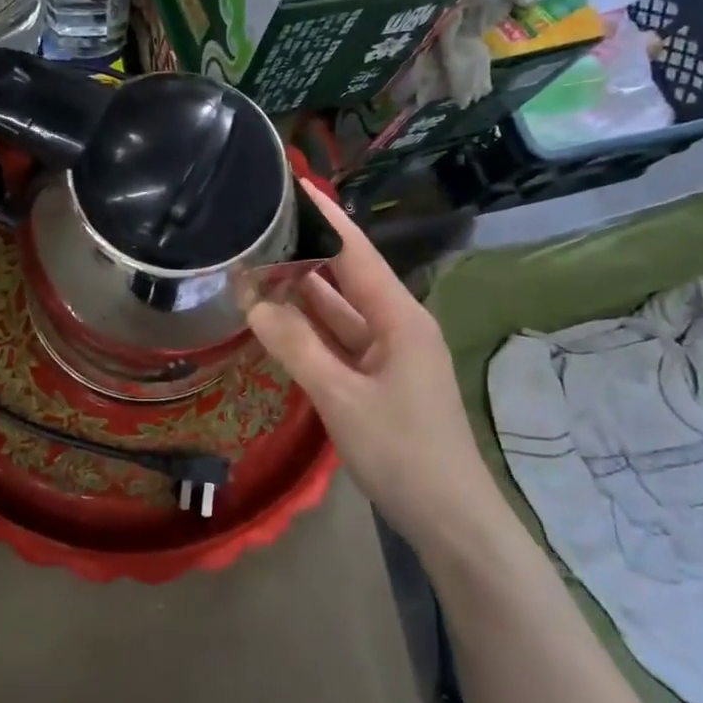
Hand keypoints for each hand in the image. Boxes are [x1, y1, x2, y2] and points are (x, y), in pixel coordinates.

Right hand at [247, 181, 506, 549]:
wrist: (449, 518)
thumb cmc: (402, 452)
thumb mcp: (341, 397)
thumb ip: (296, 346)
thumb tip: (253, 302)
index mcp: (400, 318)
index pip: (357, 252)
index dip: (326, 217)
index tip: (295, 184)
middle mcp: (396, 325)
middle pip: (346, 278)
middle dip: (304, 254)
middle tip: (257, 229)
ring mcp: (388, 354)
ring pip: (339, 312)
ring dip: (302, 294)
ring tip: (255, 267)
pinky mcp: (378, 380)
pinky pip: (338, 342)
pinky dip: (309, 331)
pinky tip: (276, 320)